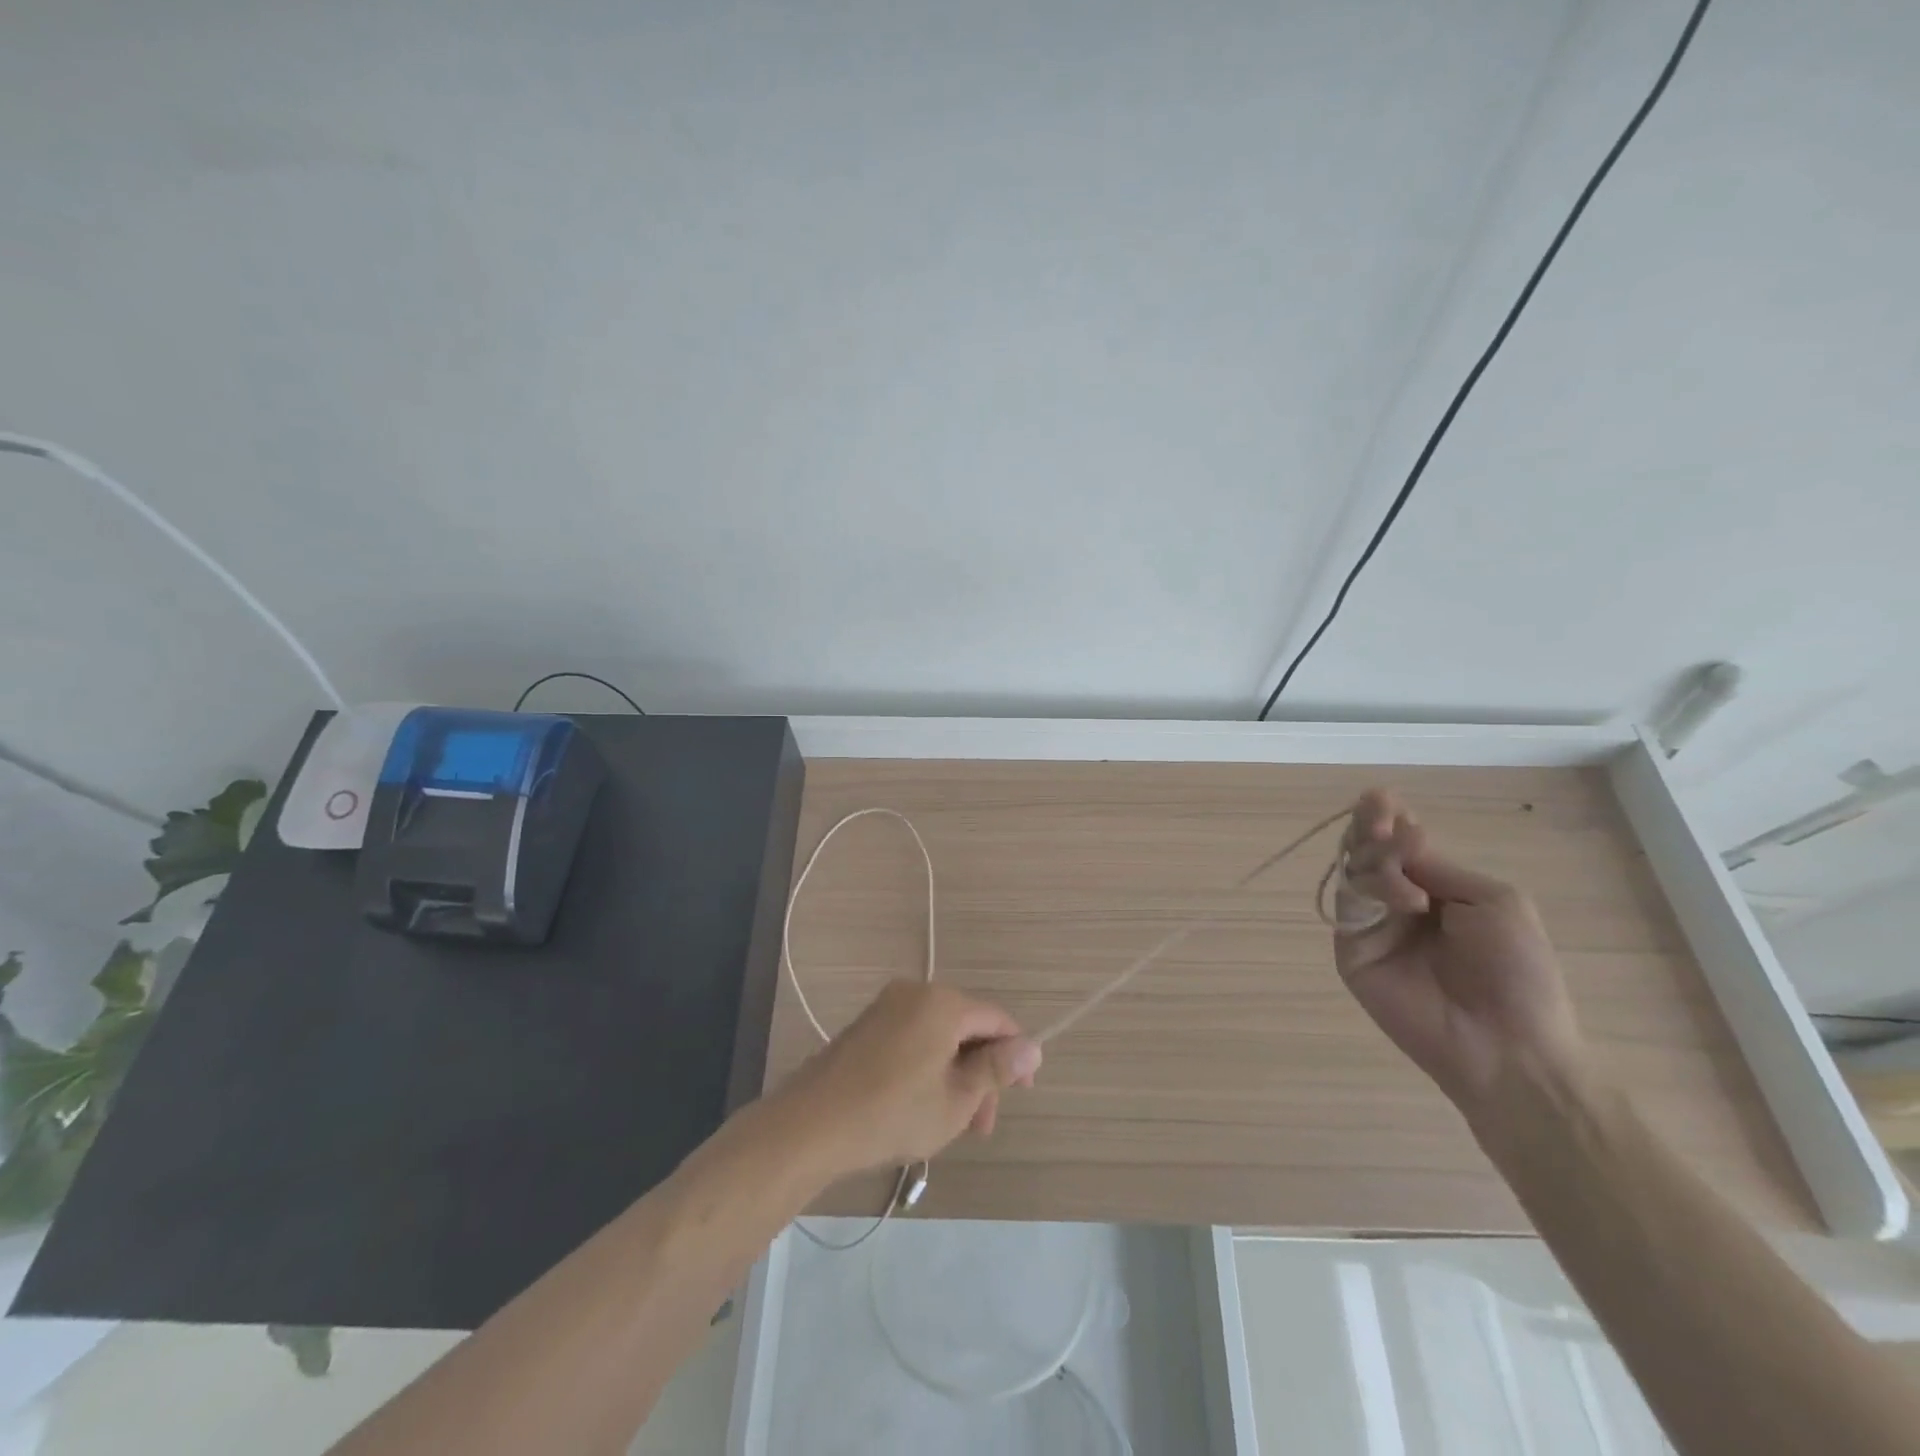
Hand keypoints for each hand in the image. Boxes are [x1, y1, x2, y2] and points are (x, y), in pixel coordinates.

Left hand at [780, 981, 1042, 1177]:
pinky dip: (928, 1067)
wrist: (812, 1124)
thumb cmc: (893, 1112)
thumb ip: (997, 1069)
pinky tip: (922, 1106)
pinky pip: (913, 1038)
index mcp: (943, 1003)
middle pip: (967, 1027)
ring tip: (954, 1125)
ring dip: (955, 1075)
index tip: (1022, 1093)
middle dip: (981, 1073)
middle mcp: (916, 992)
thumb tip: (1033, 1047)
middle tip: (981, 1124)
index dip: (1015, 1055)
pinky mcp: (867, 1025)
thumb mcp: (957, 1099)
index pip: (996, 1020)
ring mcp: (887, 1007)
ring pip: (939, 1036)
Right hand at [1332, 789, 1587, 1121]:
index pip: (1399, 845)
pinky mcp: (1351, 950)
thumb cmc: (1517, 972)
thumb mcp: (1492, 901)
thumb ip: (1437, 866)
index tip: (1382, 798)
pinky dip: (1370, 889)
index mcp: (1435, 890)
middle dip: (1372, 826)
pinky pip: (1347, 906)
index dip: (1389, 819)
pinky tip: (1404, 895)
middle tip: (1379, 810)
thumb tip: (1396, 838)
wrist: (1507, 1044)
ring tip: (1402, 858)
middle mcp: (1397, 902)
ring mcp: (1372, 926)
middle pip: (1368, 851)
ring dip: (1374, 854)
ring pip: (1354, 872)